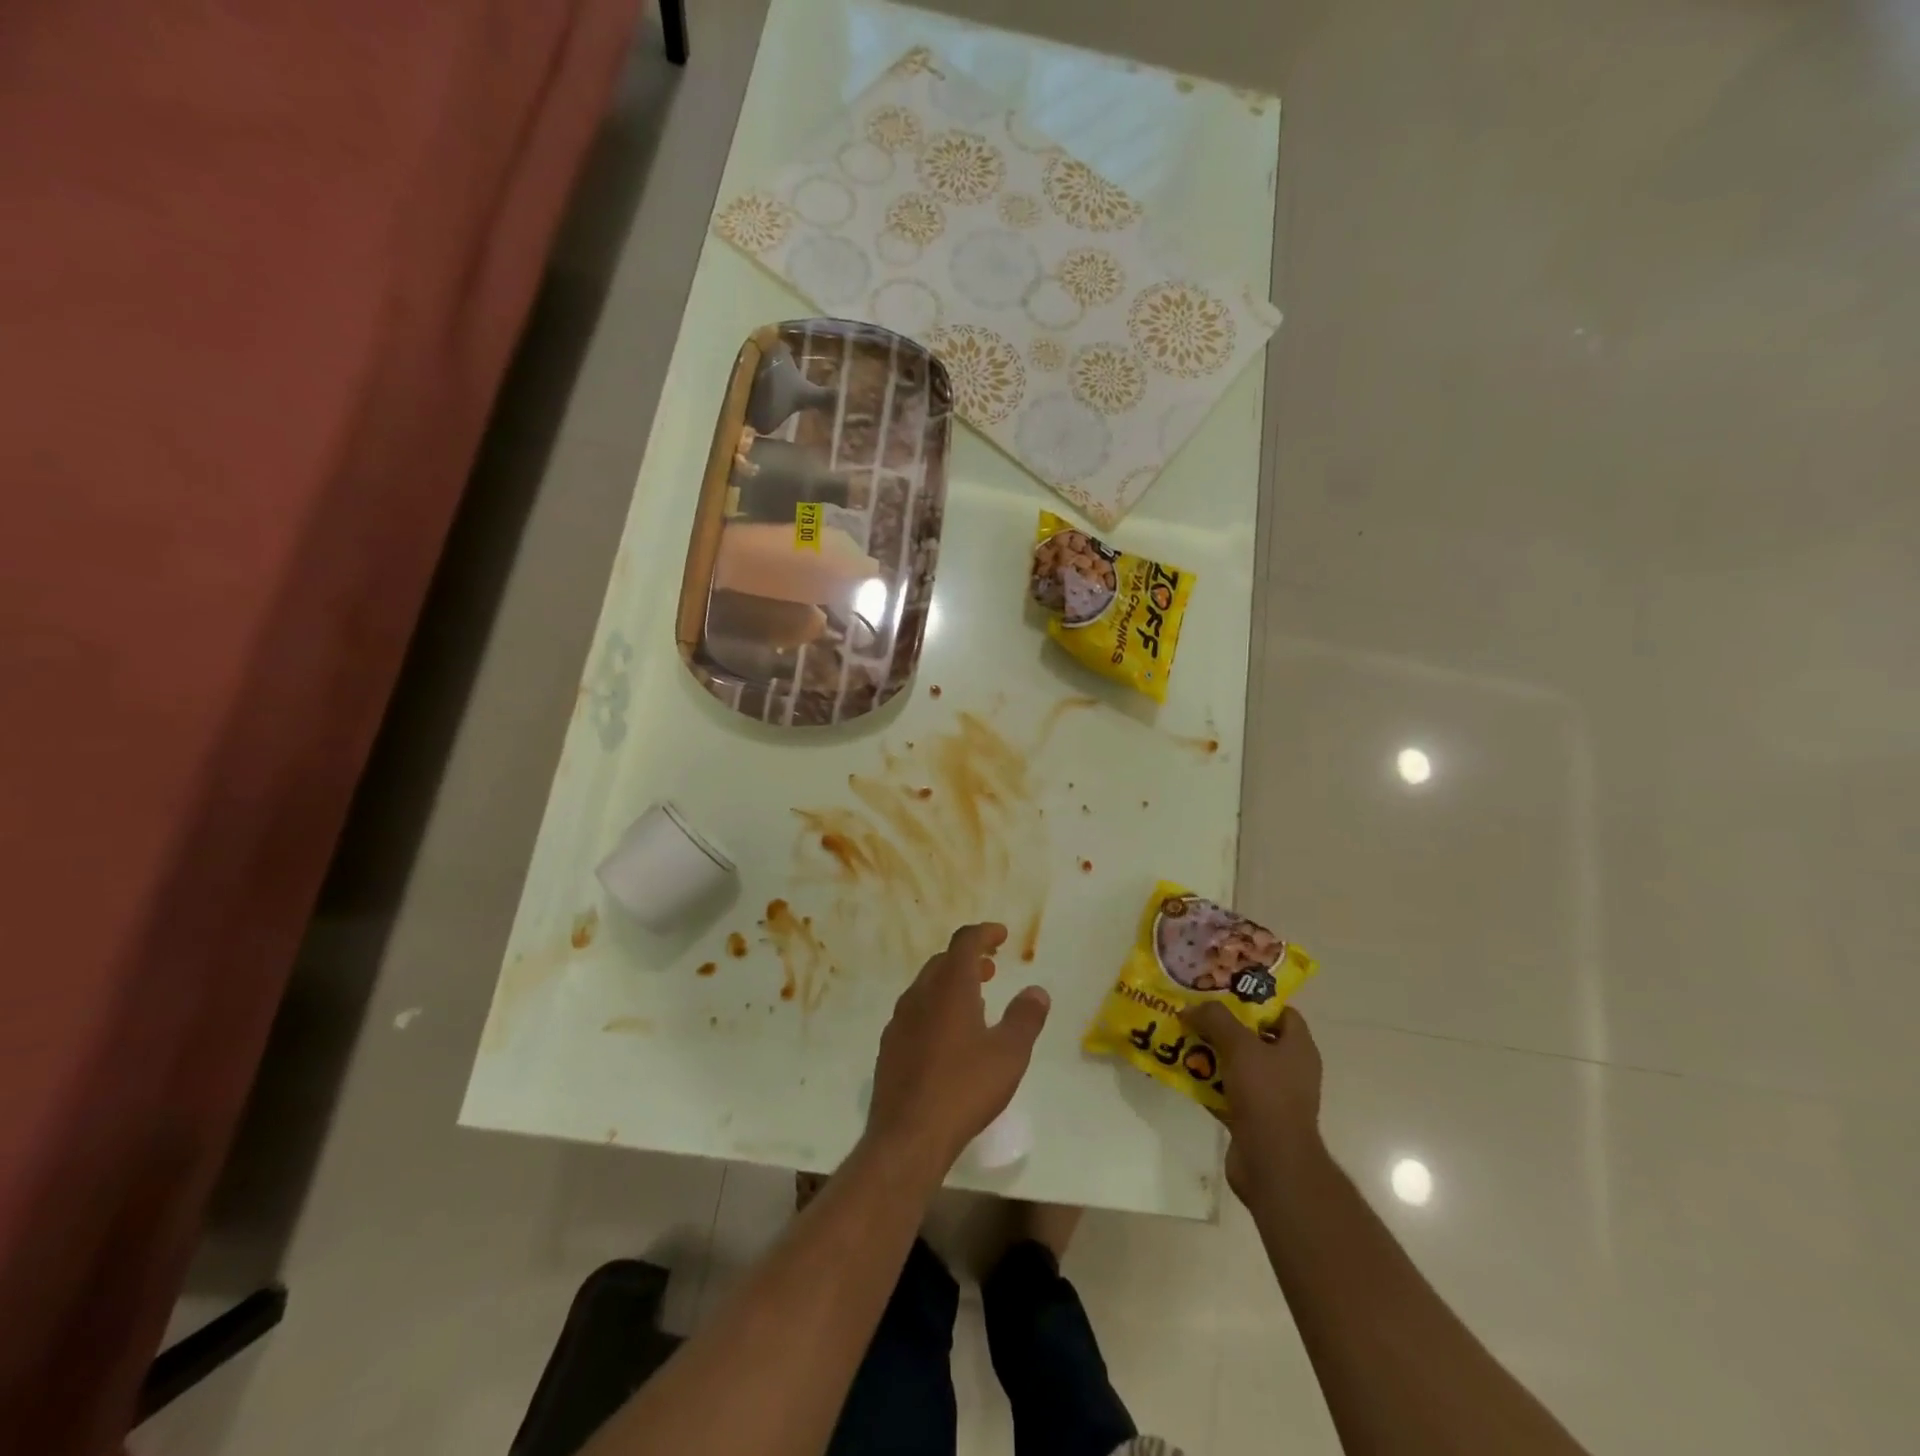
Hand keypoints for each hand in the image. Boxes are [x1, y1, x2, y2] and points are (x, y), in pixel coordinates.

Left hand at [866, 923, 1050, 1174]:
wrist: (907, 1136)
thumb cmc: (964, 1089)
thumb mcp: (1009, 1054)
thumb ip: (1025, 1018)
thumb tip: (1037, 991)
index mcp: (949, 987)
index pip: (965, 942)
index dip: (984, 933)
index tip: (1002, 935)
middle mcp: (920, 995)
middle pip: (943, 962)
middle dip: (969, 959)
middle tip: (992, 968)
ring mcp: (900, 1020)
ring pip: (927, 986)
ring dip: (951, 984)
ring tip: (976, 1002)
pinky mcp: (890, 1046)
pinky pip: (916, 1012)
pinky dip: (936, 1008)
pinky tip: (949, 1037)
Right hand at [1182, 1004, 1323, 1200]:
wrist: (1272, 1162)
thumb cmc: (1265, 1094)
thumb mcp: (1239, 1045)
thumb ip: (1215, 1019)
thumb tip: (1191, 1008)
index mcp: (1298, 1048)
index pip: (1282, 1012)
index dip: (1255, 999)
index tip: (1223, 991)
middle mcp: (1289, 1069)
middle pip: (1255, 1037)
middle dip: (1224, 1025)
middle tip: (1195, 1012)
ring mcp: (1272, 1096)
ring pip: (1237, 1065)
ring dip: (1212, 1053)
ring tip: (1182, 1038)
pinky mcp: (1254, 1118)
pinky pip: (1227, 1091)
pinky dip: (1208, 1082)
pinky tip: (1184, 1072)